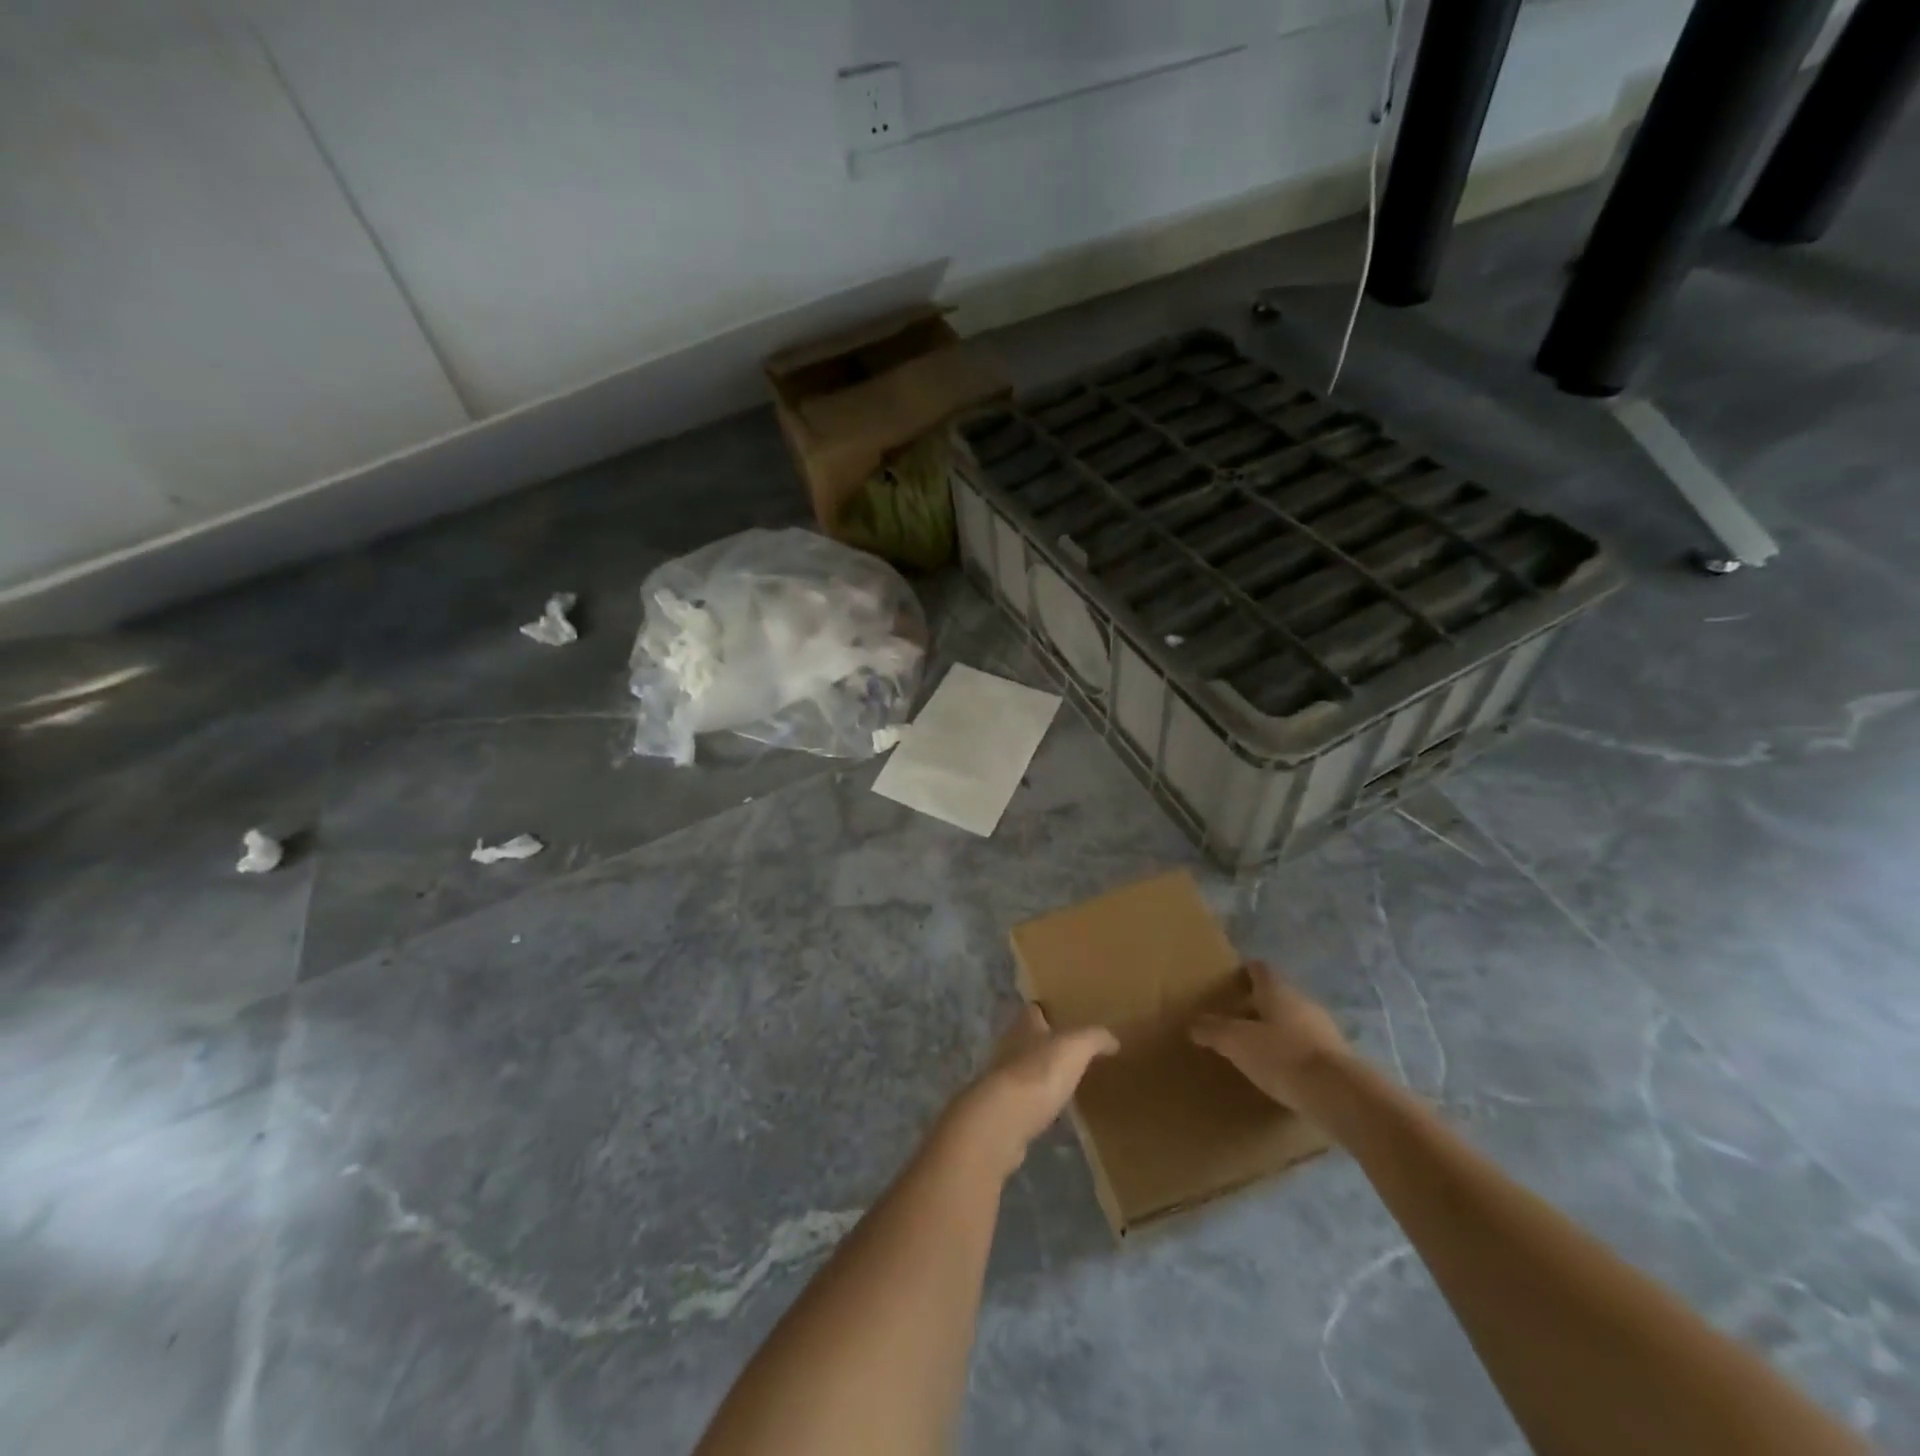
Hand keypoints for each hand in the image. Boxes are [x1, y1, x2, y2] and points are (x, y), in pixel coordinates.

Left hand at [946, 1005, 1116, 1178]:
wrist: (1004, 1119)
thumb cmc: (1039, 1071)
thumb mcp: (1075, 1046)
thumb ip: (1094, 1038)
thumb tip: (1113, 1039)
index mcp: (1024, 1026)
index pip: (1033, 1010)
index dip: (1047, 1010)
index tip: (1064, 1014)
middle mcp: (1009, 1047)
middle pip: (1027, 1039)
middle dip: (1045, 1043)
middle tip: (1071, 1050)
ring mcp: (1003, 1080)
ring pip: (1025, 1069)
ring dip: (1041, 1073)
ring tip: (1066, 1080)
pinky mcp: (1003, 1110)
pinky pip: (1024, 1101)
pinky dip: (1037, 1102)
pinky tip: (1054, 1110)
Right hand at [1190, 961, 1350, 1107]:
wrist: (1340, 1096)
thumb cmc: (1282, 1056)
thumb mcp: (1236, 1042)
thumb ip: (1213, 1030)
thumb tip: (1194, 1024)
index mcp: (1278, 990)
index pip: (1259, 969)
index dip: (1244, 972)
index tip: (1229, 981)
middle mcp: (1303, 1002)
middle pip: (1277, 996)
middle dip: (1257, 1004)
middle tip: (1235, 1017)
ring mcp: (1325, 1030)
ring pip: (1294, 1022)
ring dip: (1276, 1030)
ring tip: (1255, 1047)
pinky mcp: (1337, 1059)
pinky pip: (1307, 1047)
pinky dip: (1292, 1054)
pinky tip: (1280, 1071)